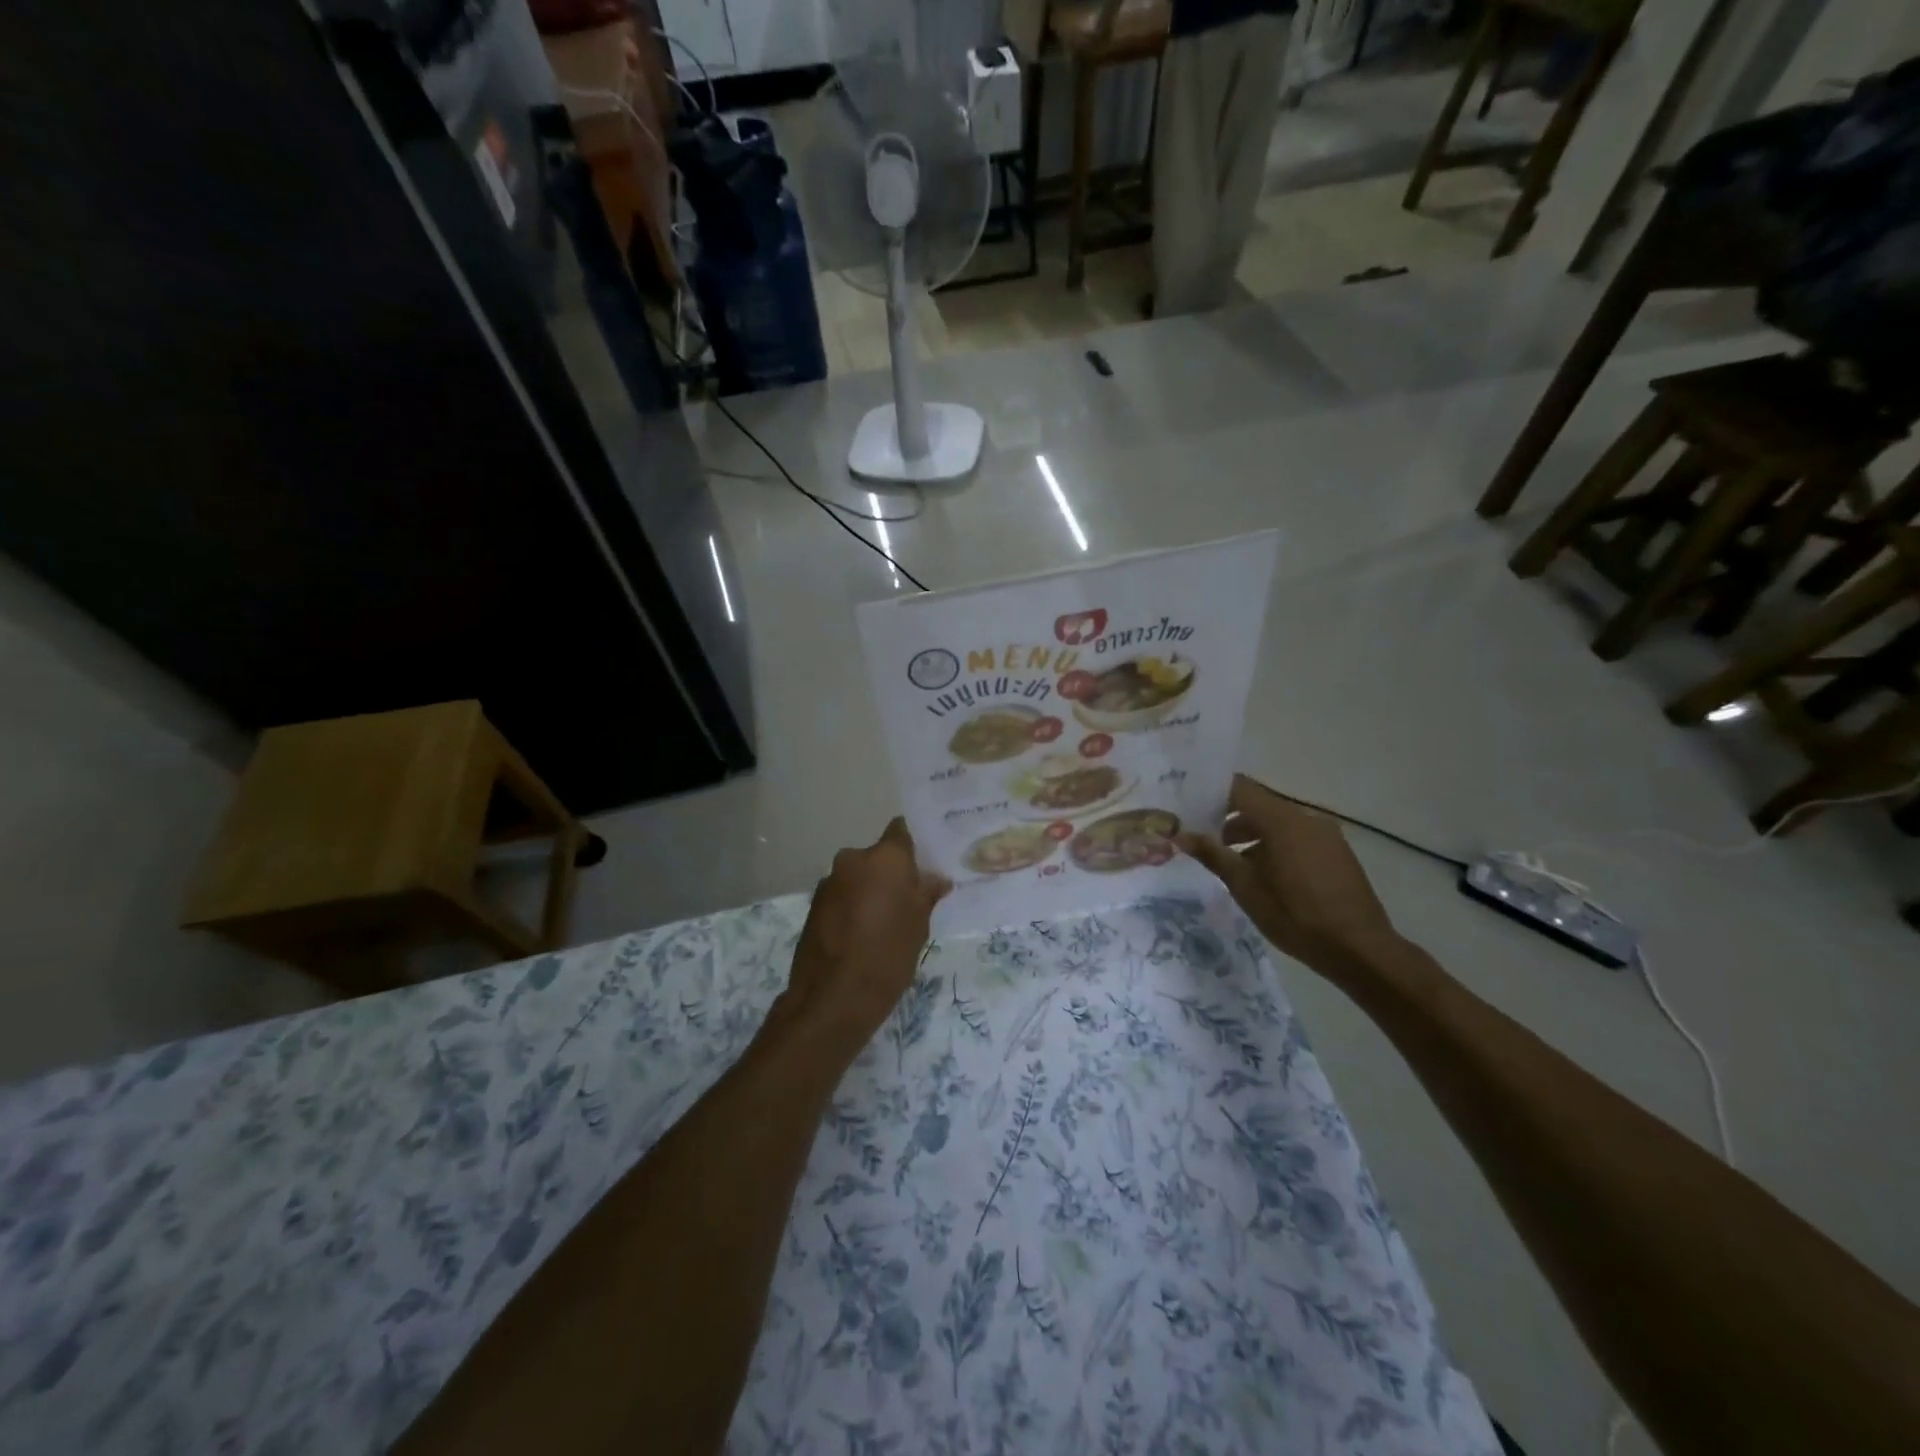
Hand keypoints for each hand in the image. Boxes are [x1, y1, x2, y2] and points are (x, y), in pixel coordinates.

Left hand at [776, 819, 950, 1058]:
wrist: (833, 997)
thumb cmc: (888, 955)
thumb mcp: (919, 925)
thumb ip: (926, 894)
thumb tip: (936, 879)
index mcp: (885, 857)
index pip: (901, 830)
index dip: (912, 845)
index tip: (922, 865)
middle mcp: (853, 859)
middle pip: (877, 856)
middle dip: (889, 873)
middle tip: (906, 901)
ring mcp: (829, 882)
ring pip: (857, 877)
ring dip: (868, 891)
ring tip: (881, 923)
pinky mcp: (813, 905)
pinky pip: (841, 896)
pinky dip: (850, 907)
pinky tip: (859, 936)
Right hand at [1178, 775, 1403, 980]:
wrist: (1360, 949)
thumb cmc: (1295, 915)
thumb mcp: (1245, 887)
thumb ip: (1213, 855)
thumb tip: (1180, 835)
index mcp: (1282, 820)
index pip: (1240, 788)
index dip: (1213, 793)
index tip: (1190, 806)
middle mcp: (1306, 818)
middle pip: (1259, 805)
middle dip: (1230, 819)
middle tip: (1204, 840)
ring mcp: (1326, 835)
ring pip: (1279, 823)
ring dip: (1253, 835)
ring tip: (1233, 863)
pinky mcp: (1337, 853)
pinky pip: (1298, 838)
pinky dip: (1276, 846)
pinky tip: (1266, 876)